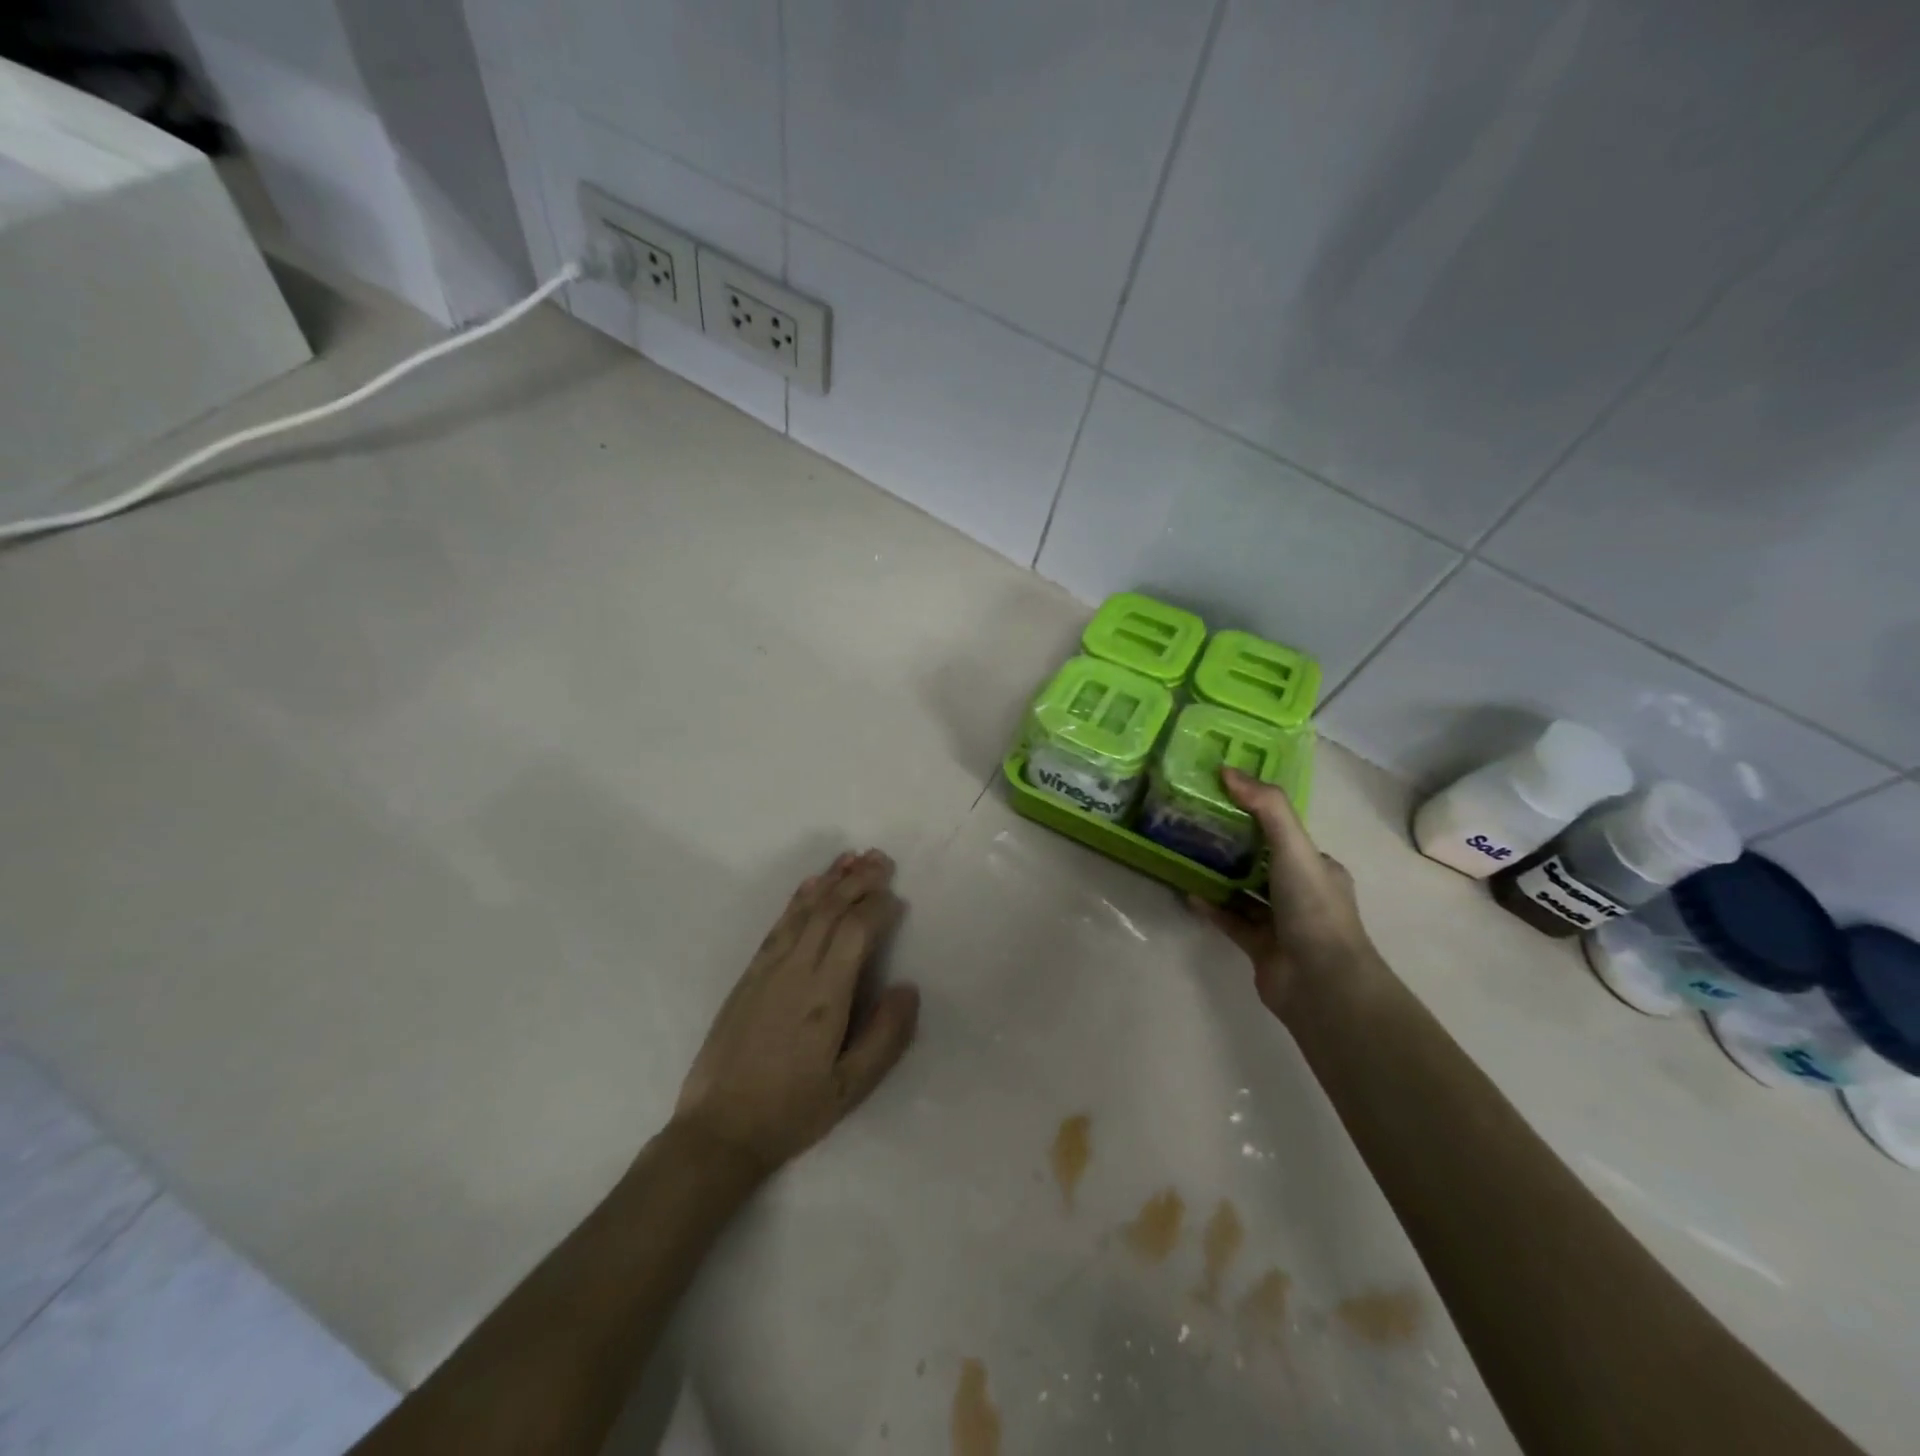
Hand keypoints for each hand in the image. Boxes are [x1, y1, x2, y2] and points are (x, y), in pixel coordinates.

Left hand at [673, 850, 920, 1176]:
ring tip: (853, 857)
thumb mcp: (850, 1089)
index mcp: (824, 996)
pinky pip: (779, 924)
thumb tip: (908, 987)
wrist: (717, 1130)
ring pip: (805, 910)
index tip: (897, 899)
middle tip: (882, 859)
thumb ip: (885, 1037)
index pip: (856, 932)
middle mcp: (796, 970)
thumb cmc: (791, 1111)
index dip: (878, 908)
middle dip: (859, 880)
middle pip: (831, 910)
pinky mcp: (749, 974)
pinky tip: (811, 884)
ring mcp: (768, 968)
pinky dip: (799, 898)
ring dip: (831, 879)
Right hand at [1190, 768, 1381, 1020]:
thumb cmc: (1312, 908)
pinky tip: (1188, 892)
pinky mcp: (1260, 947)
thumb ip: (1266, 808)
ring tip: (1186, 854)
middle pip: (1262, 861)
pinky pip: (1230, 920)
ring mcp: (1281, 922)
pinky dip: (1211, 906)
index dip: (1256, 814)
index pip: (1285, 833)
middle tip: (1195, 823)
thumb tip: (1228, 770)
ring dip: (1219, 875)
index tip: (1222, 798)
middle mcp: (1301, 892)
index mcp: (1318, 867)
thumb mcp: (1294, 848)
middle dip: (1233, 844)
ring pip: (1244, 891)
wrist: (1320, 982)